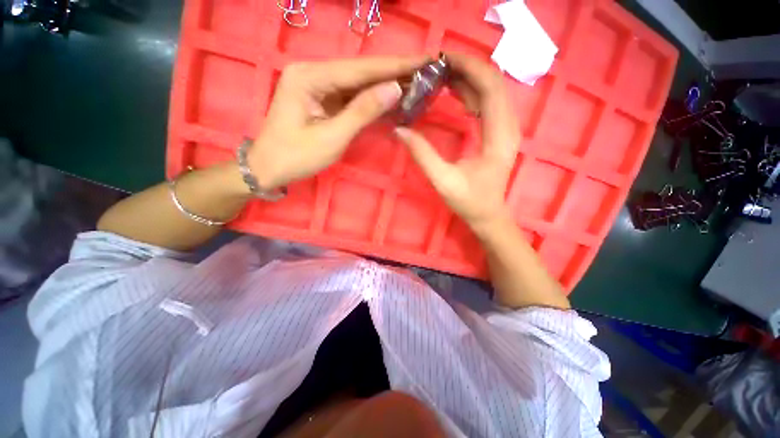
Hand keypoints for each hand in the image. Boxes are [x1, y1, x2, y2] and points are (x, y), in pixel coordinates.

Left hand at [248, 56, 425, 189]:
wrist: (269, 168)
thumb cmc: (296, 156)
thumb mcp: (332, 137)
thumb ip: (363, 111)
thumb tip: (395, 89)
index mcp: (311, 76)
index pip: (361, 68)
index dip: (394, 65)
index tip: (424, 60)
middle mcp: (313, 72)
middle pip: (360, 71)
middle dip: (393, 72)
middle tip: (424, 69)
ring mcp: (317, 85)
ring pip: (357, 82)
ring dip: (384, 84)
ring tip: (414, 81)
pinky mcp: (321, 98)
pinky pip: (351, 95)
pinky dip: (371, 98)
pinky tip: (390, 96)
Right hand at [394, 53, 520, 229]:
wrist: (488, 215)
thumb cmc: (469, 201)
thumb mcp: (443, 181)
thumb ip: (423, 155)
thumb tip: (400, 131)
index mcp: (498, 136)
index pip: (490, 87)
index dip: (468, 67)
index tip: (442, 59)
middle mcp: (508, 126)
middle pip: (493, 82)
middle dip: (466, 68)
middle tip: (437, 66)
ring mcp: (505, 128)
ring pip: (491, 90)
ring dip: (468, 78)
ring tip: (441, 74)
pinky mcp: (498, 133)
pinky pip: (488, 103)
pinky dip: (471, 92)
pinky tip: (453, 92)